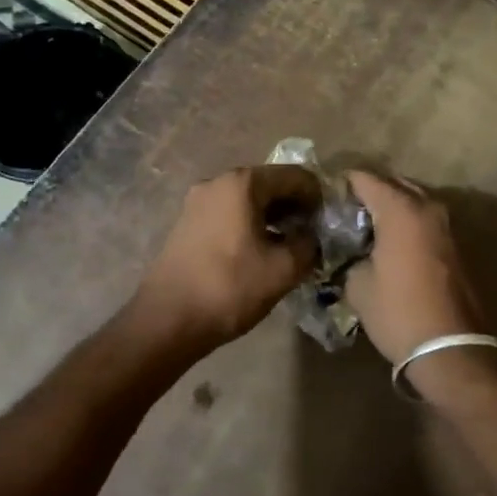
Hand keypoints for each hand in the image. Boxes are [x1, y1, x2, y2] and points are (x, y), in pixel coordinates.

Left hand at [132, 165, 321, 351]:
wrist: (166, 320)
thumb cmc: (229, 288)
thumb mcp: (282, 270)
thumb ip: (308, 245)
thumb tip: (314, 237)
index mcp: (243, 183)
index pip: (295, 176)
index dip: (318, 196)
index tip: (330, 222)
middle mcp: (218, 182)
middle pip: (269, 183)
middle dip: (295, 206)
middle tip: (314, 234)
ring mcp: (199, 201)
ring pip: (248, 199)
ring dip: (273, 216)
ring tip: (290, 245)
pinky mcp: (188, 222)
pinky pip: (229, 212)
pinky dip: (250, 223)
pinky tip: (261, 250)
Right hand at [344, 171, 488, 365]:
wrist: (451, 348)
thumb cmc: (398, 312)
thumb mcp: (358, 286)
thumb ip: (351, 258)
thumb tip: (351, 253)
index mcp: (400, 210)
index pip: (365, 179)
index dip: (344, 184)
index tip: (326, 195)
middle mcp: (426, 208)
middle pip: (393, 184)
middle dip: (371, 192)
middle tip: (345, 209)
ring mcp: (445, 226)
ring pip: (412, 202)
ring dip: (392, 208)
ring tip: (365, 226)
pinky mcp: (454, 246)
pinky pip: (424, 221)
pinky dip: (406, 224)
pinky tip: (388, 243)